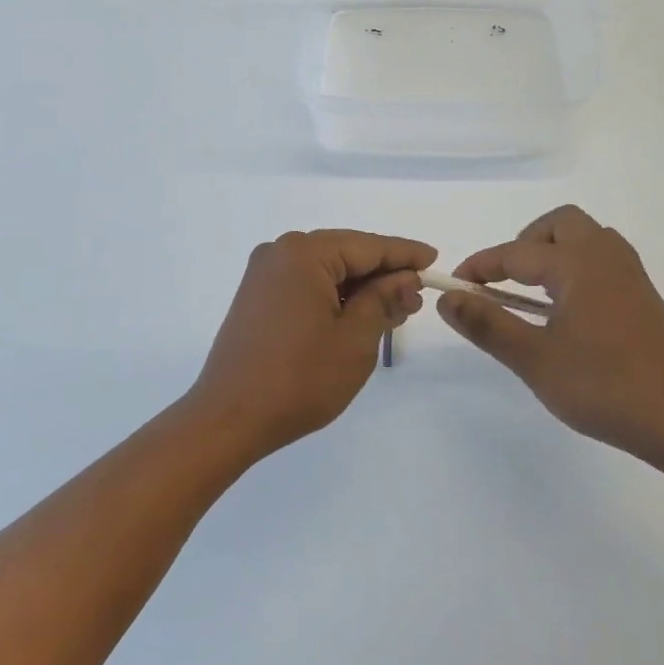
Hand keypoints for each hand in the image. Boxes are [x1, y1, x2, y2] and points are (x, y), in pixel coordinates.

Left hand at [192, 229, 435, 453]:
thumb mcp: (355, 339)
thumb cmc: (299, 379)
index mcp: (304, 253)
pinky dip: (334, 297)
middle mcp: (280, 253)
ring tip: (395, 310)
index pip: (368, 246)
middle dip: (383, 274)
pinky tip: (357, 315)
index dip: (405, 254)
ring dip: (360, 288)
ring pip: (326, 270)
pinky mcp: (257, 298)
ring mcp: (264, 275)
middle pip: (346, 253)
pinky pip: (306, 284)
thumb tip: (405, 278)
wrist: (229, 418)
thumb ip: (383, 300)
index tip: (434, 260)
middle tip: (417, 296)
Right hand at [438, 205, 663, 458]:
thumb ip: (487, 324)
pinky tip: (568, 307)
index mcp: (578, 265)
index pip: (516, 253)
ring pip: (586, 237)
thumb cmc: (600, 386)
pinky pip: (604, 258)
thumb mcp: (533, 359)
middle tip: (505, 281)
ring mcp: (630, 275)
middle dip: (525, 243)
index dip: (480, 266)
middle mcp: (606, 257)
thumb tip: (447, 298)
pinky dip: (577, 266)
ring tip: (534, 292)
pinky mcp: (642, 296)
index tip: (455, 286)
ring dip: (554, 251)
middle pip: (560, 224)